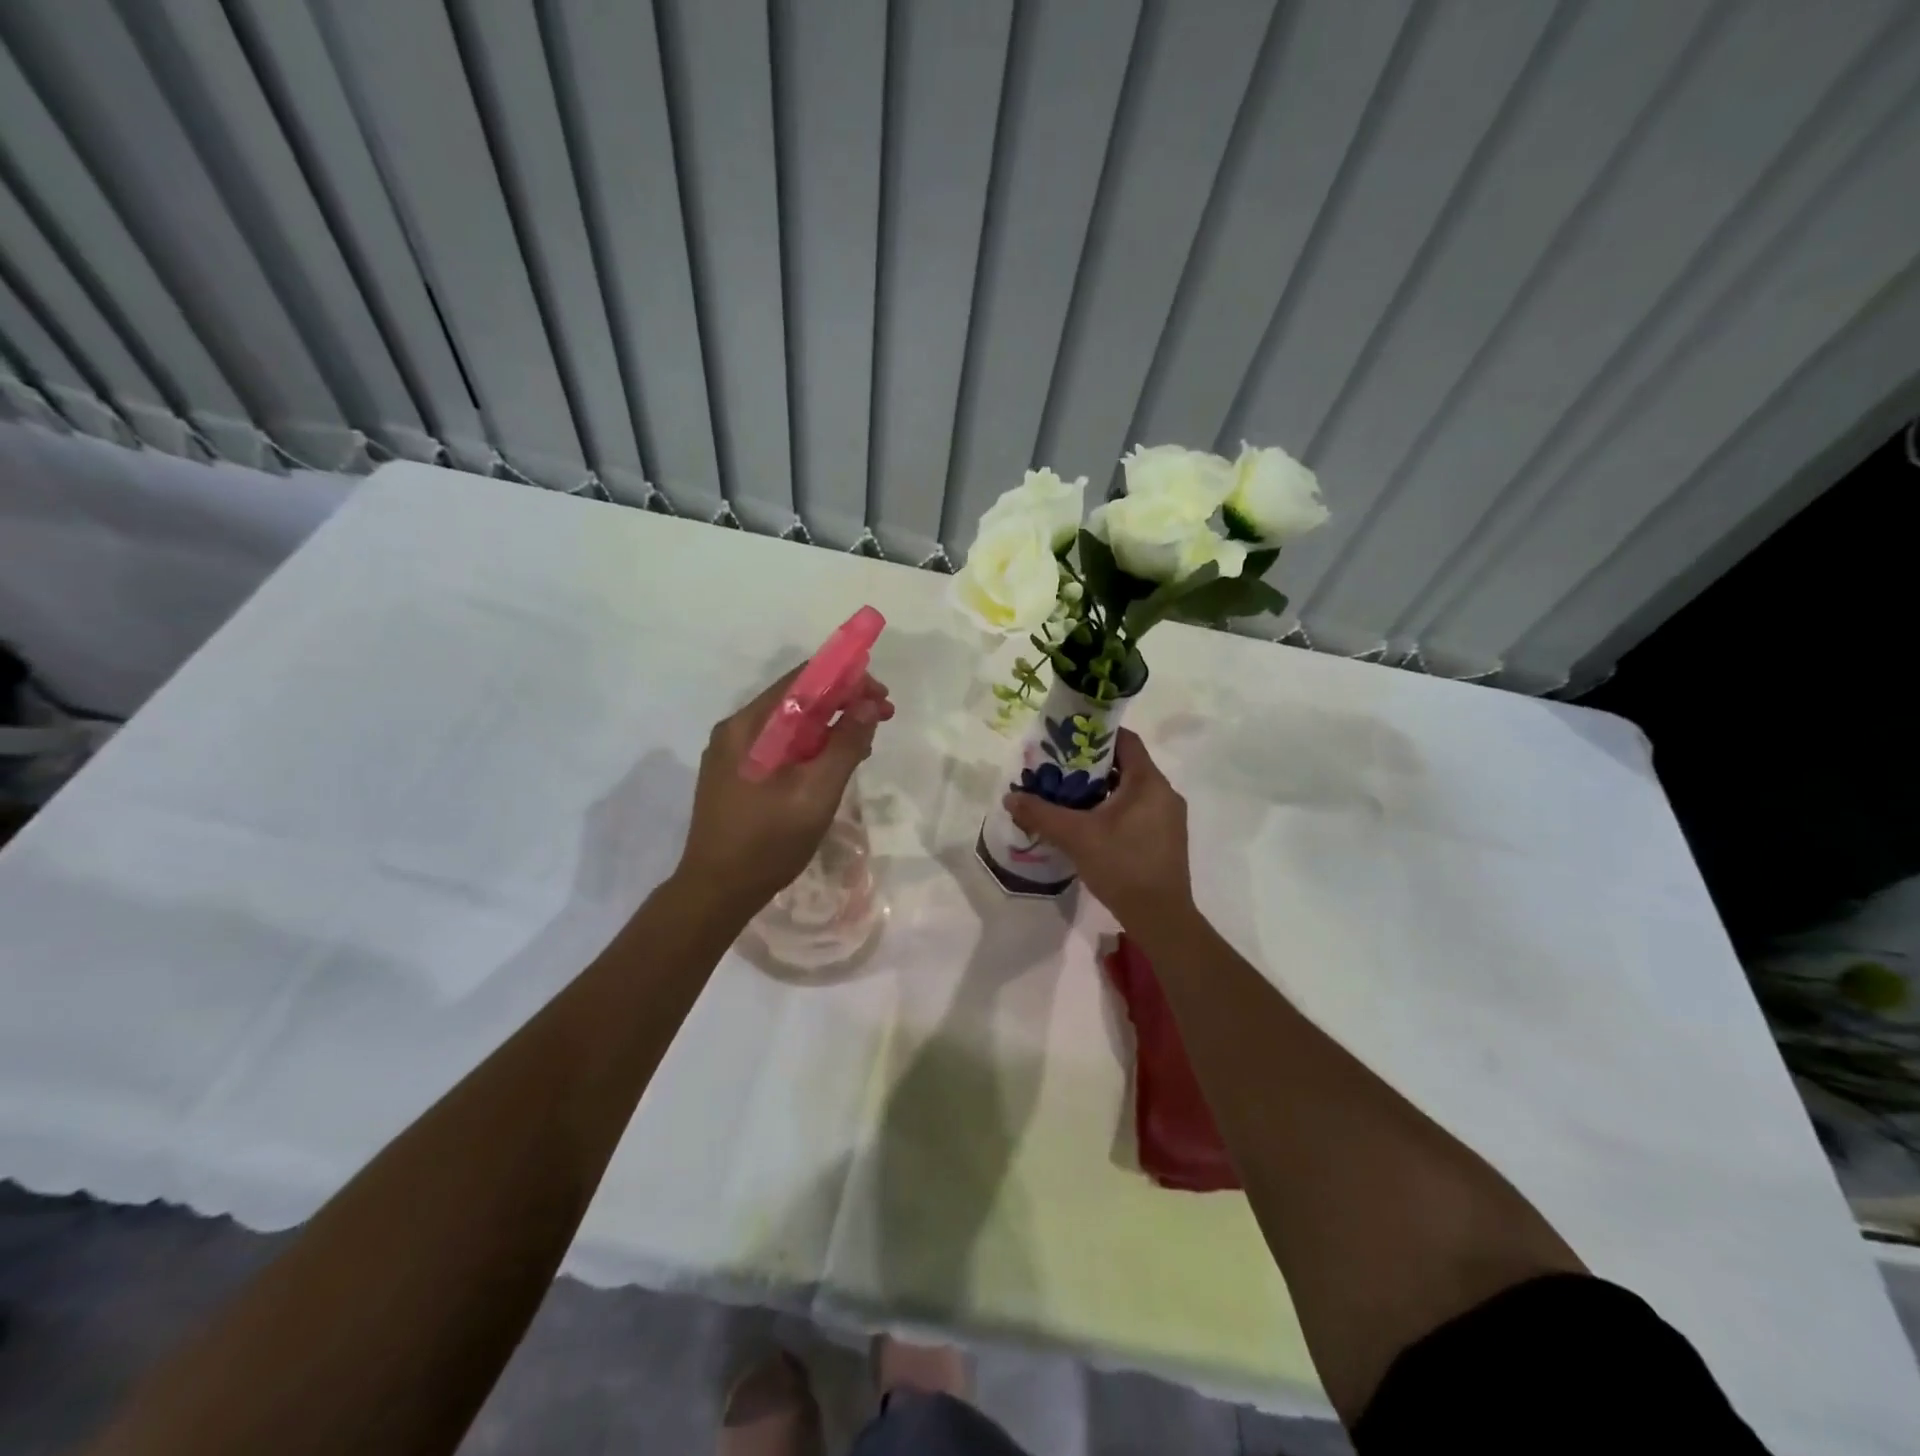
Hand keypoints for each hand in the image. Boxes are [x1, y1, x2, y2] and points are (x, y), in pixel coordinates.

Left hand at [675, 667, 894, 914]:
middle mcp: (737, 730)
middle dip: (843, 701)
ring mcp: (734, 754)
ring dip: (830, 725)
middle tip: (883, 716)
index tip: (881, 694)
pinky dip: (812, 746)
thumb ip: (845, 745)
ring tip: (866, 742)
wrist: (716, 892)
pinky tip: (835, 762)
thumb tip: (868, 704)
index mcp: (748, 726)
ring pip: (791, 724)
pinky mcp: (738, 775)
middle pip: (796, 699)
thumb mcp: (815, 793)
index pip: (801, 680)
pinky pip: (781, 746)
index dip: (846, 678)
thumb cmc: (767, 842)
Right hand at [1004, 728, 1193, 923]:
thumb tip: (1010, 798)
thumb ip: (1041, 813)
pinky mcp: (1166, 839)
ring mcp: (1169, 817)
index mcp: (1149, 782)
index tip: (1066, 741)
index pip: (1125, 740)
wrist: (1160, 917)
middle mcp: (1164, 793)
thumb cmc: (1122, 865)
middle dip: (1091, 766)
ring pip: (1131, 790)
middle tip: (1059, 772)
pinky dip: (1113, 810)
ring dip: (1101, 791)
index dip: (1096, 735)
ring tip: (1068, 798)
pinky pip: (1137, 811)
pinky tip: (1089, 826)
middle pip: (1126, 765)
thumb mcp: (1076, 836)